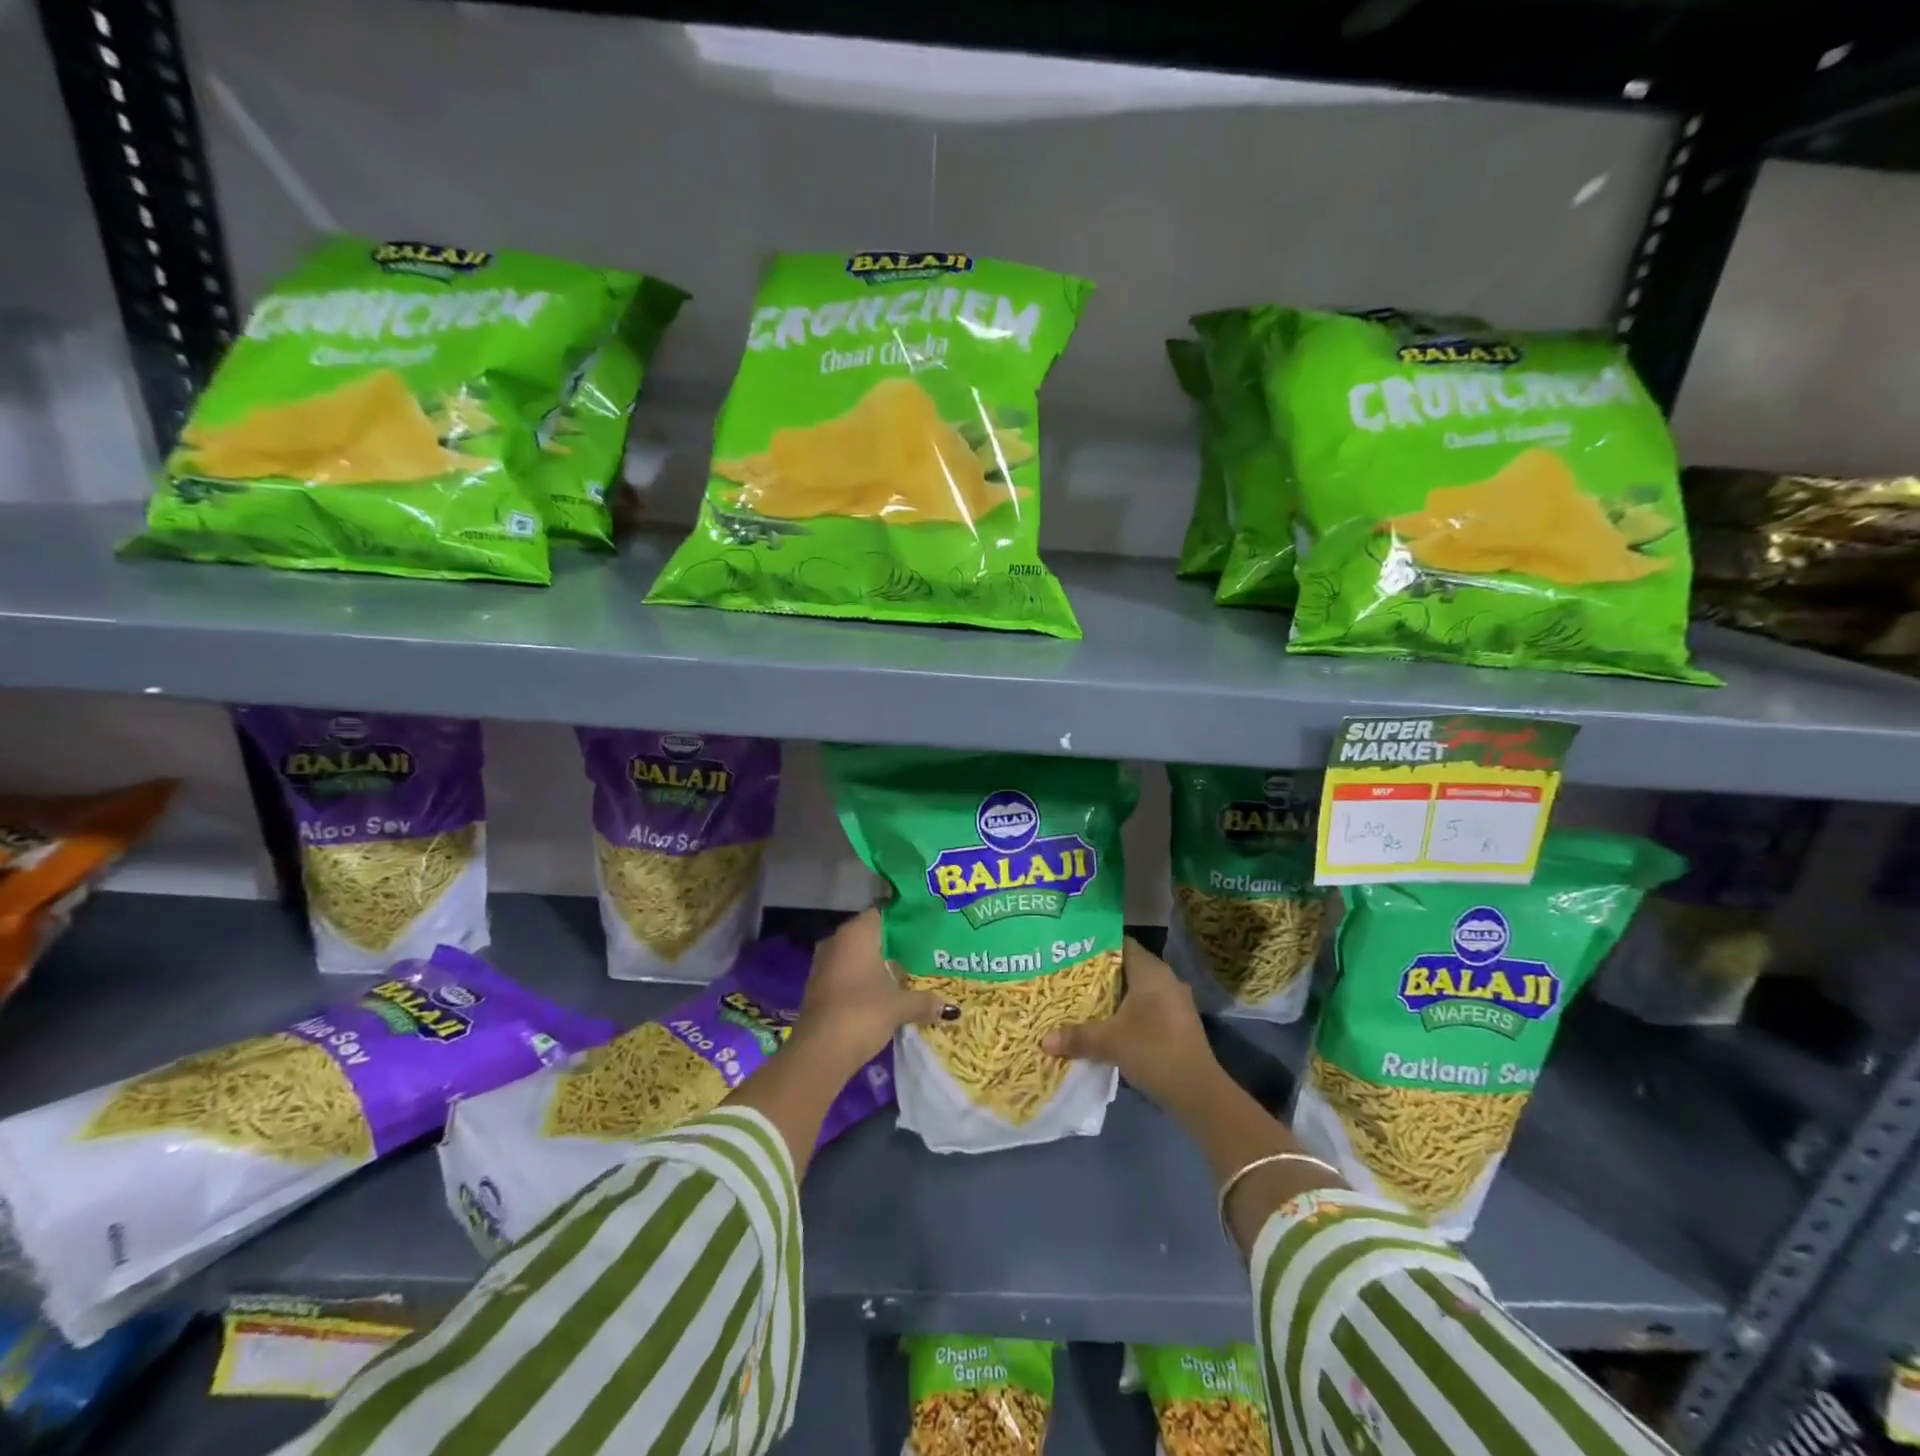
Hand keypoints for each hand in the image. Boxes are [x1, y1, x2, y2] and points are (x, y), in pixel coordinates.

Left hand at [795, 907, 955, 1067]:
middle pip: (872, 932)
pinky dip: (867, 976)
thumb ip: (925, 1001)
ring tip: (911, 969)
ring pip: (859, 953)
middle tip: (925, 947)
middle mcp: (838, 940)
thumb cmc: (862, 1014)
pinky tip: (887, 989)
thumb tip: (950, 1008)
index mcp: (856, 933)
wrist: (819, 1053)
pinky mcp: (821, 985)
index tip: (927, 923)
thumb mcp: (900, 1006)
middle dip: (896, 941)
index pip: (884, 910)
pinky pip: (849, 971)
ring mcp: (826, 963)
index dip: (906, 916)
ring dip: (881, 961)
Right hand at [1042, 938, 1222, 1110]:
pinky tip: (1106, 1024)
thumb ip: (1077, 1036)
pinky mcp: (1177, 1022)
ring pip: (1136, 989)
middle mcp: (1165, 979)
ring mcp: (1174, 1001)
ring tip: (1081, 1000)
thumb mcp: (1110, 1042)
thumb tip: (1043, 1041)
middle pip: (1126, 967)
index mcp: (1151, 971)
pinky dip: (1126, 1011)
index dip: (1095, 945)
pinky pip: (1146, 1006)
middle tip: (1068, 977)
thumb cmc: (1154, 1051)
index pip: (1120, 944)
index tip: (1070, 951)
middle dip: (1098, 974)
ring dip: (1112, 995)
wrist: (1199, 1092)